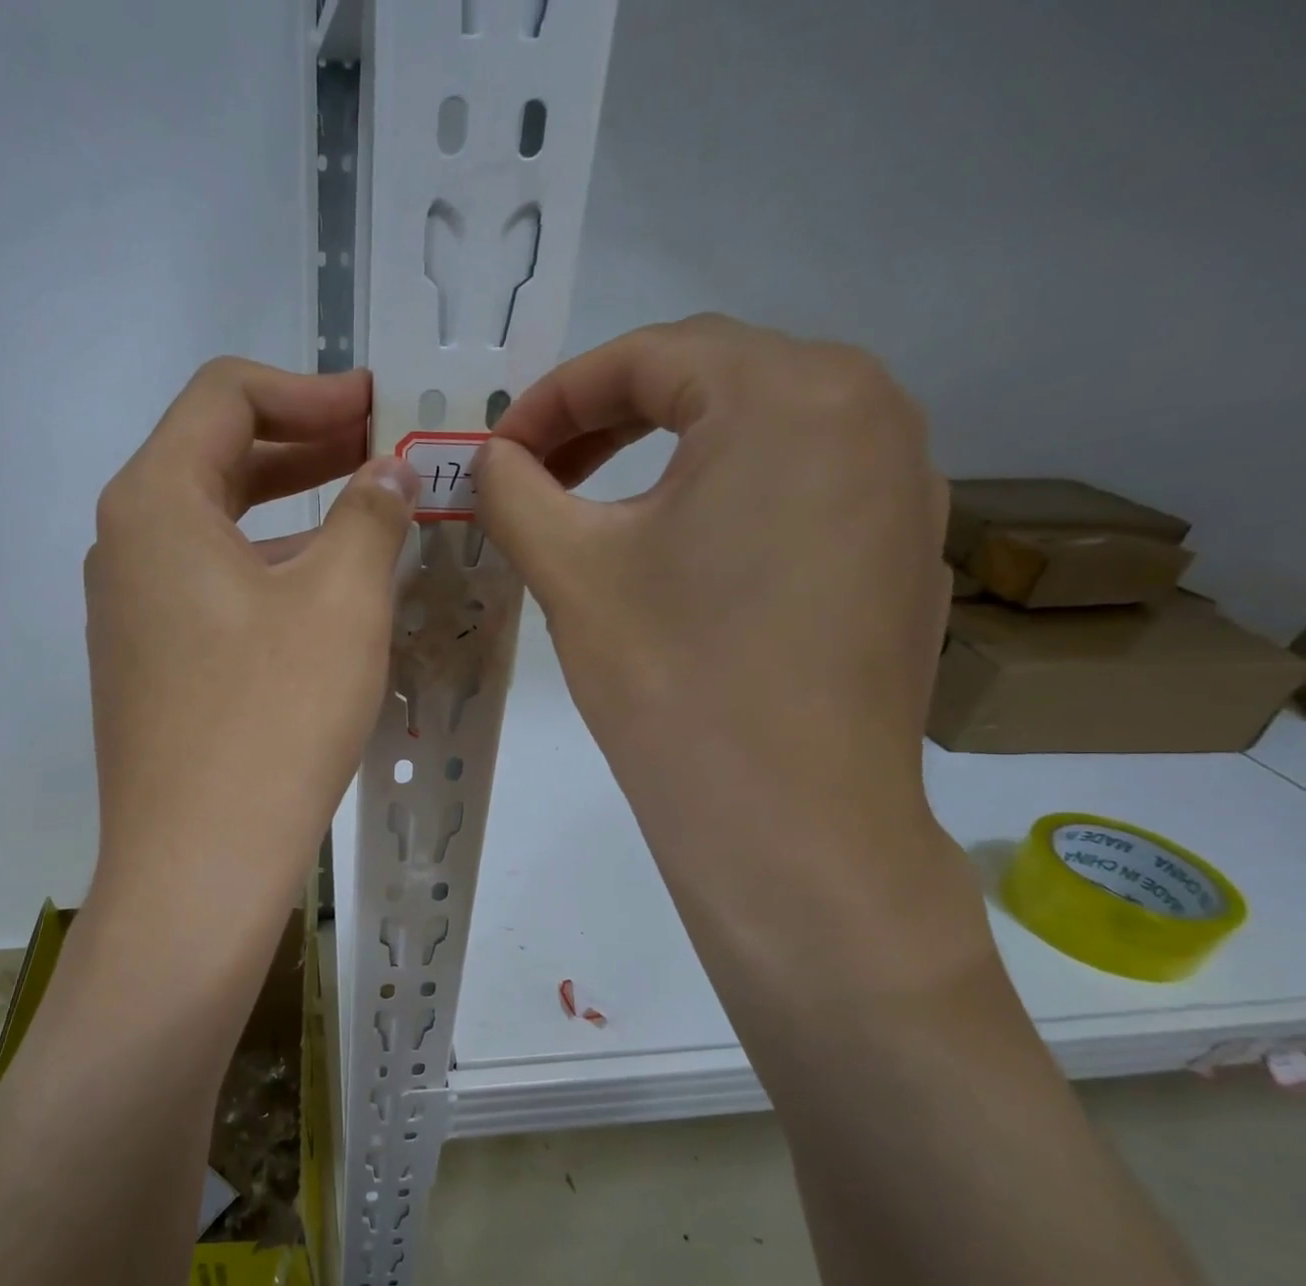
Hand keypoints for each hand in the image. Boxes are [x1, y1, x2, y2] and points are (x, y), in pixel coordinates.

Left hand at [85, 358, 418, 962]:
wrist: (199, 863)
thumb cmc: (272, 717)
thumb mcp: (341, 601)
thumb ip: (369, 515)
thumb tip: (389, 474)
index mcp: (154, 504)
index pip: (224, 398)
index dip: (309, 389)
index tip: (376, 408)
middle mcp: (123, 546)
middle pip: (214, 460)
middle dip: (302, 445)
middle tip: (380, 452)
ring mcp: (129, 613)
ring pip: (215, 531)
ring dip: (289, 514)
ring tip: (365, 521)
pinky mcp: (147, 667)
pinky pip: (209, 590)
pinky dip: (267, 571)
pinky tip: (322, 598)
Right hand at [476, 316, 947, 833]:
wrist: (788, 822)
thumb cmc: (672, 679)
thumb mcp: (572, 571)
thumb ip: (514, 491)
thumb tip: (488, 458)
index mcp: (791, 393)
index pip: (649, 355)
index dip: (554, 397)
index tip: (497, 451)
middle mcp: (872, 412)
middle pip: (711, 383)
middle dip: (607, 421)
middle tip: (537, 476)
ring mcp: (904, 486)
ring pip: (758, 435)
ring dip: (665, 457)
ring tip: (600, 513)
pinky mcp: (903, 553)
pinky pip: (800, 491)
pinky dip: (725, 500)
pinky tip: (683, 561)